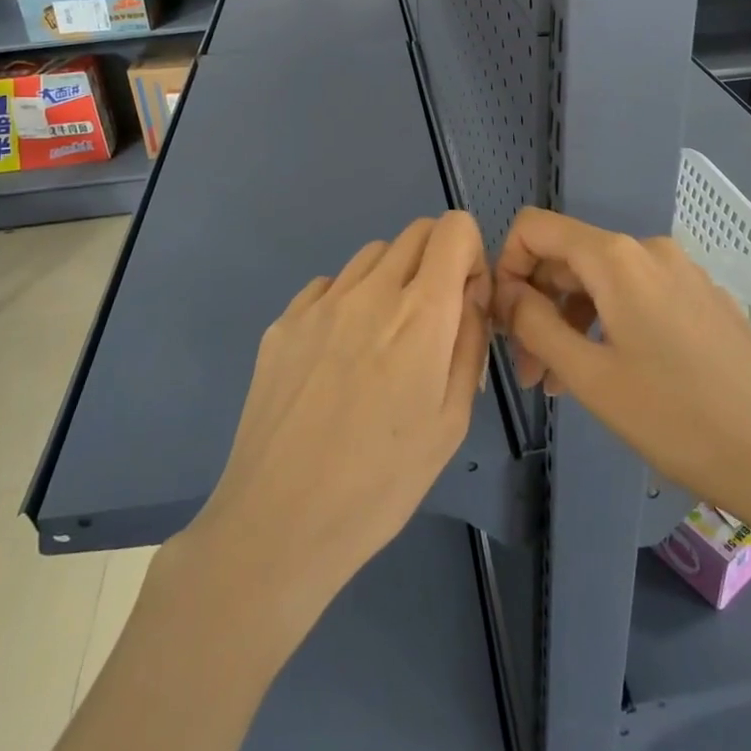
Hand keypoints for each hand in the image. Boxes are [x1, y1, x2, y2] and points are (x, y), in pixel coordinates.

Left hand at [184, 211, 490, 626]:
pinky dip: (348, 300)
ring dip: (392, 278)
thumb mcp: (451, 421)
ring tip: (383, 340)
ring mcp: (319, 304)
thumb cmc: (382, 482)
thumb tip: (470, 296)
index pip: (454, 228)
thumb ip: (469, 343)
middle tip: (430, 321)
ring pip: (371, 255)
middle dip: (436, 262)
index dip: (470, 254)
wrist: (279, 522)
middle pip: (415, 232)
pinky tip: (339, 355)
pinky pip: (328, 286)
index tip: (465, 300)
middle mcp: (369, 291)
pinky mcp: (282, 323)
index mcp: (420, 314)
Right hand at [493, 208, 750, 534]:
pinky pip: (639, 297)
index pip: (535, 228)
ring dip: (570, 323)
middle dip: (537, 306)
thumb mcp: (590, 376)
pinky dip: (608, 326)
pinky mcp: (705, 301)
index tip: (501, 322)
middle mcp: (651, 251)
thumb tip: (505, 292)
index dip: (506, 266)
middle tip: (528, 371)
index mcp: (618, 258)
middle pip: (569, 258)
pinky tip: (609, 376)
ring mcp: (684, 274)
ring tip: (561, 384)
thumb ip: (534, 324)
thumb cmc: (676, 418)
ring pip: (604, 282)